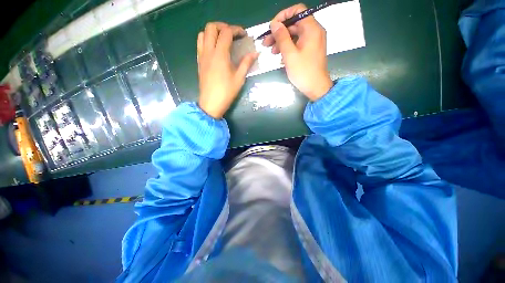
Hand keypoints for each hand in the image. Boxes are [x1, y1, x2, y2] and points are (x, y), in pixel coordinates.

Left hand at [197, 22, 257, 118]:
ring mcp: (202, 56)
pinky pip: (200, 44)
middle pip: (211, 27)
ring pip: (203, 34)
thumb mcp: (239, 78)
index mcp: (220, 54)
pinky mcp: (199, 62)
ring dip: (213, 32)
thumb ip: (246, 63)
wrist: (211, 103)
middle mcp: (209, 51)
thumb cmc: (226, 92)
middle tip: (232, 34)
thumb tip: (255, 53)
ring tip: (223, 40)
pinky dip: (207, 40)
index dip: (236, 30)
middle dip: (223, 26)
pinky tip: (215, 49)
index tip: (243, 35)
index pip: (226, 32)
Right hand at [262, 4, 332, 100]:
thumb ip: (282, 37)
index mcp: (312, 28)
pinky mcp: (309, 50)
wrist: (315, 88)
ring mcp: (312, 41)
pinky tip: (279, 56)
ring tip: (271, 51)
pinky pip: (297, 44)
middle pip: (294, 24)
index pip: (297, 11)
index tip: (272, 27)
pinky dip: (288, 47)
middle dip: (279, 32)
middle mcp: (314, 31)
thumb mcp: (290, 54)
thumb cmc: (303, 72)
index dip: (283, 16)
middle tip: (266, 42)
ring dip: (281, 41)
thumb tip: (274, 24)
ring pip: (294, 35)